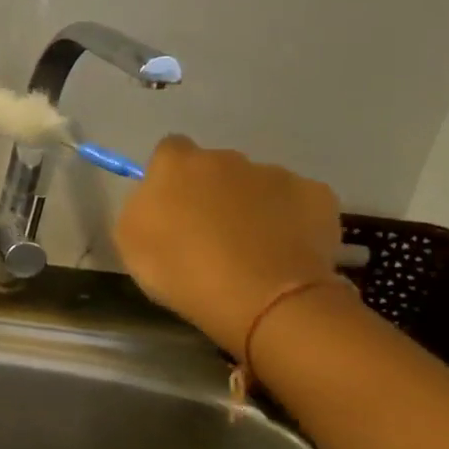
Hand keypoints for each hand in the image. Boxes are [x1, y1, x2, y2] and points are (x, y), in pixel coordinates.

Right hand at [114, 135, 342, 354]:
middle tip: (210, 232)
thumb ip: (141, 206)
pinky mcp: (317, 195)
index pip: (169, 149)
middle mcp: (226, 158)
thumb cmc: (182, 270)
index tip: (170, 204)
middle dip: (212, 190)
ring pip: (257, 184)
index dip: (169, 175)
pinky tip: (284, 250)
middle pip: (215, 166)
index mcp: (177, 164)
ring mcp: (276, 174)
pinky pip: (296, 202)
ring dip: (251, 205)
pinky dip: (290, 219)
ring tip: (252, 248)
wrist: (262, 299)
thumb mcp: (130, 241)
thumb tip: (158, 197)